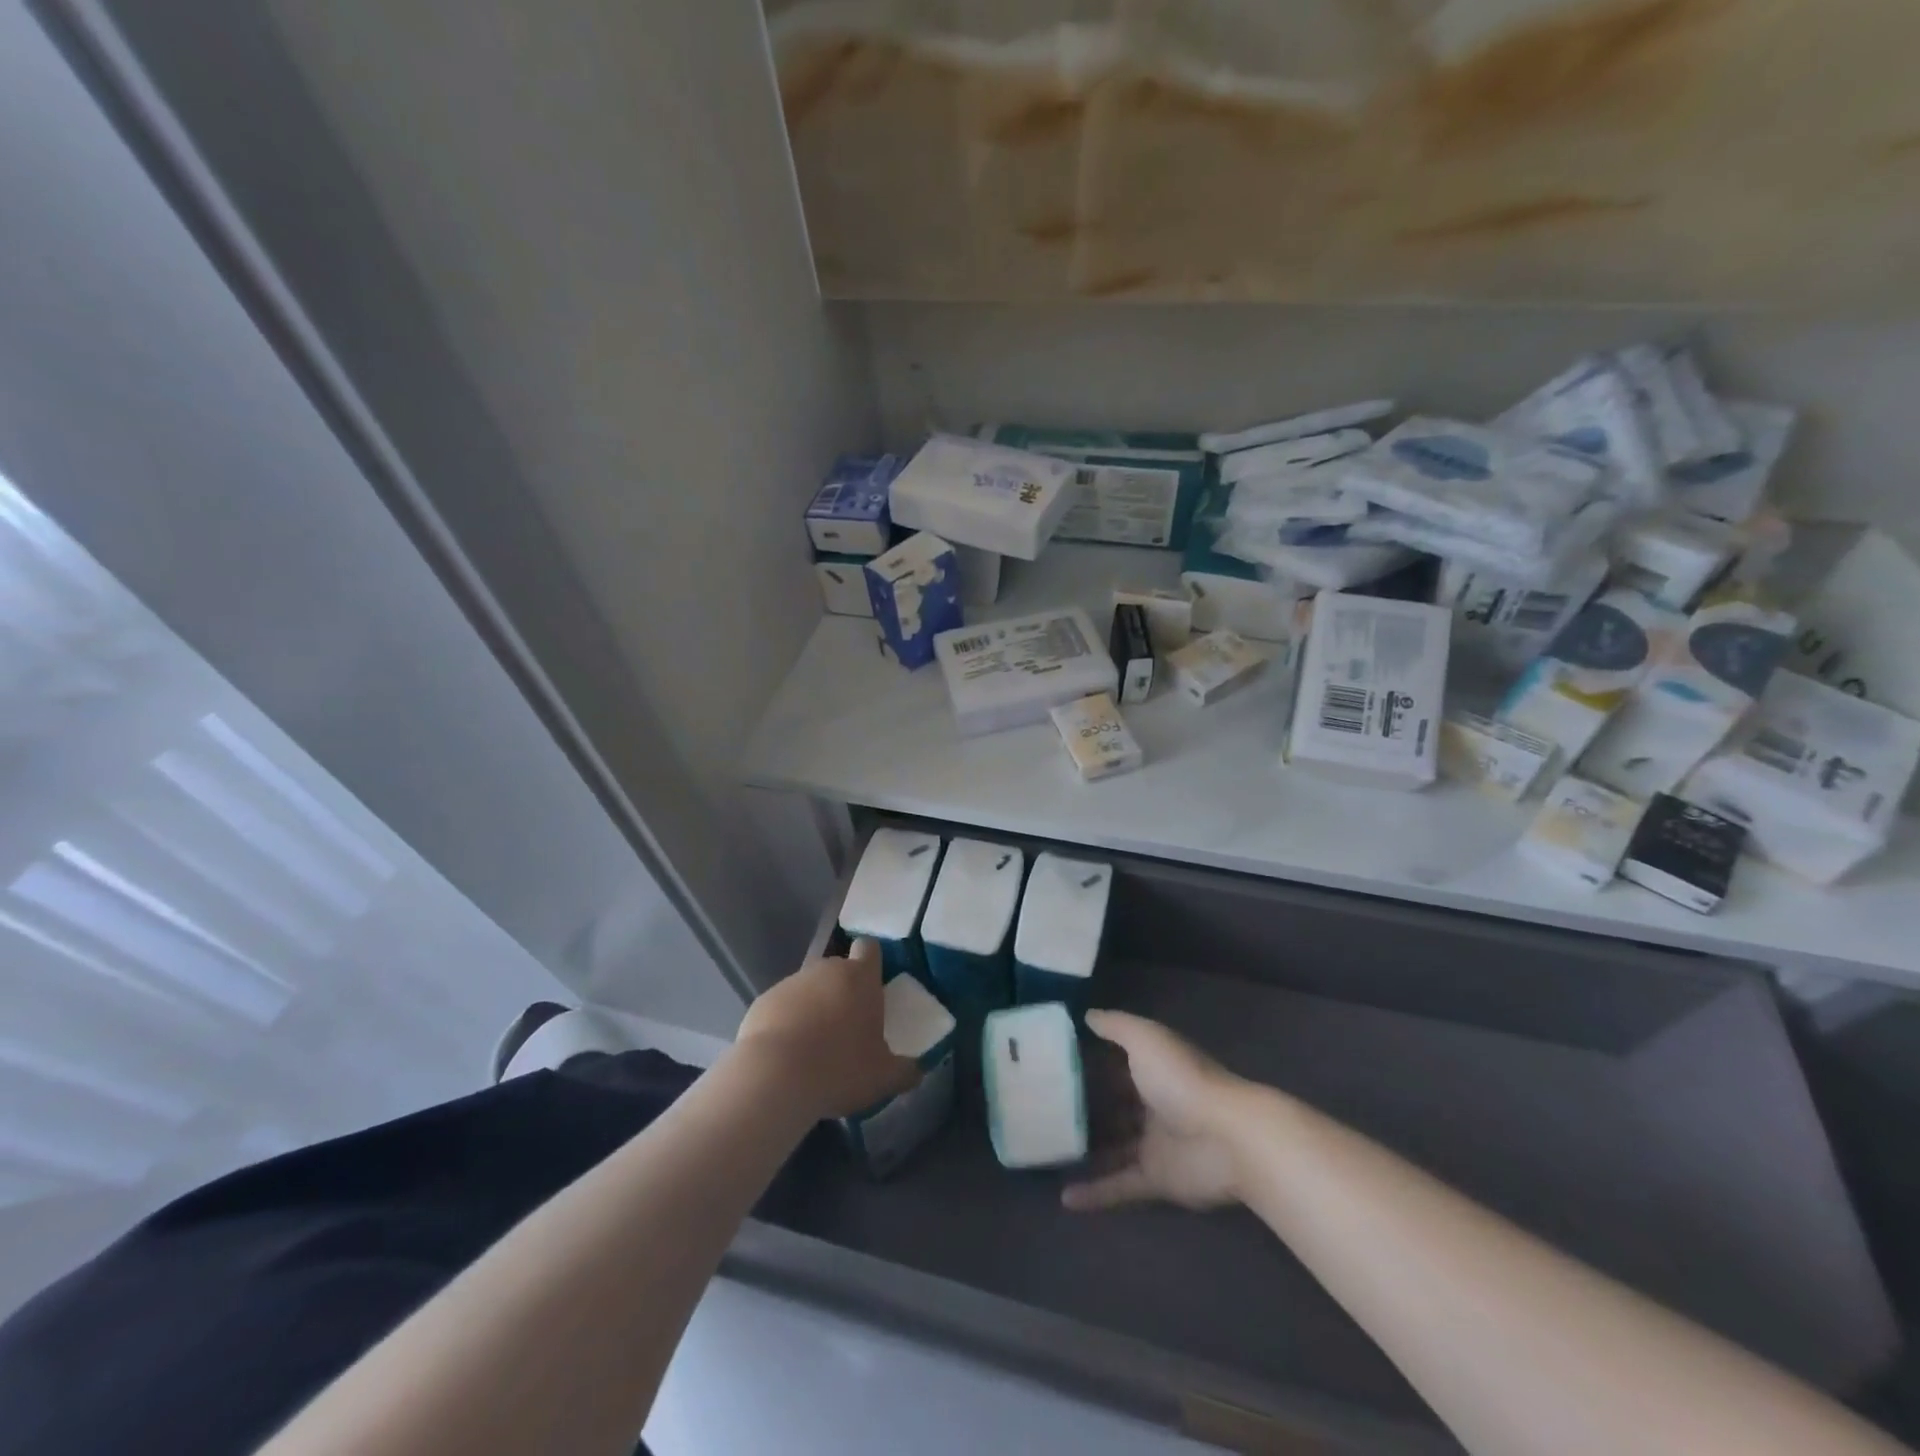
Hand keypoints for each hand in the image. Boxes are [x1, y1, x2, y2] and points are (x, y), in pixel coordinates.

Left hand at [736, 938, 921, 1120]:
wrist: (774, 1078)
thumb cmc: (839, 1069)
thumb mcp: (883, 1078)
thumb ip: (905, 1070)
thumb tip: (918, 1070)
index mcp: (860, 978)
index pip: (869, 948)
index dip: (871, 962)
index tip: (872, 986)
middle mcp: (825, 970)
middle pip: (838, 970)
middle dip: (842, 991)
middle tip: (847, 1027)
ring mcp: (791, 983)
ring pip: (808, 988)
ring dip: (814, 1007)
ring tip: (814, 1048)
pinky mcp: (763, 1001)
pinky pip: (782, 1007)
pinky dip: (786, 1022)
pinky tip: (787, 1055)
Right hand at [1064, 1012, 1243, 1212]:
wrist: (1227, 1138)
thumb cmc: (1182, 1080)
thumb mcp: (1145, 1039)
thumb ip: (1116, 1026)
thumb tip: (1087, 1016)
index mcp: (1152, 1069)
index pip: (1116, 1062)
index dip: (1089, 1059)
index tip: (1053, 1061)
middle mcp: (1152, 1103)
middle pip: (1113, 1104)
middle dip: (1084, 1105)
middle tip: (1042, 1107)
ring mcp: (1154, 1143)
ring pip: (1113, 1146)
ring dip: (1086, 1149)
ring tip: (1048, 1150)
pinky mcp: (1156, 1178)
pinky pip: (1120, 1185)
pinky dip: (1095, 1193)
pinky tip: (1065, 1198)